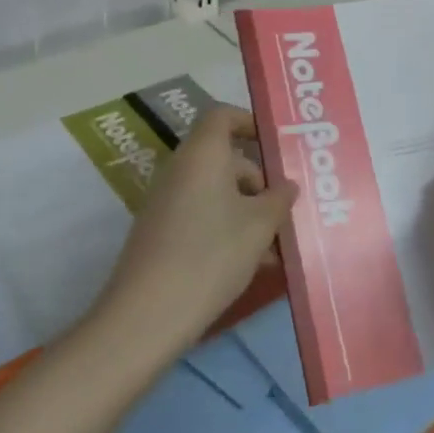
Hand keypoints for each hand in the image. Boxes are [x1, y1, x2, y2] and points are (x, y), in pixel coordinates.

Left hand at [92, 105, 295, 356]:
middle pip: (224, 158)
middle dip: (259, 179)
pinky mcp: (161, 233)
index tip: (276, 144)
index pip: (222, 115)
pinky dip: (228, 228)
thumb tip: (287, 185)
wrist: (146, 317)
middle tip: (287, 206)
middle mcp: (180, 169)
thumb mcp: (259, 226)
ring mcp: (166, 202)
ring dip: (248, 210)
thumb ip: (279, 199)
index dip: (249, 122)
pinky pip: (202, 215)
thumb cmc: (210, 256)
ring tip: (277, 245)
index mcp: (202, 153)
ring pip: (216, 192)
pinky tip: (254, 264)